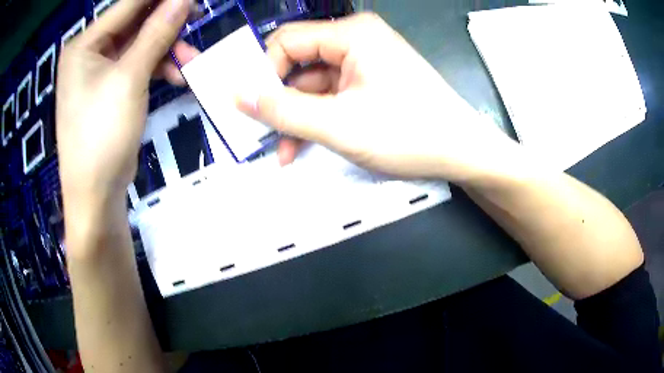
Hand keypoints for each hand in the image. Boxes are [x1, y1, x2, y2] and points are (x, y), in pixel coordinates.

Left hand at [56, 0, 197, 211]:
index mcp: (84, 44)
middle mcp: (90, 53)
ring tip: (191, 60)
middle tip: (198, 19)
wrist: (95, 195)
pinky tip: (177, 77)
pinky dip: (158, 67)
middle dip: (167, 23)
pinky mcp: (110, 88)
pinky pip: (138, 65)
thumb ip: (156, 32)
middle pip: (135, 23)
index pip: (128, 4)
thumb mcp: (129, 78)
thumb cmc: (101, 135)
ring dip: (167, 49)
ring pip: (140, 44)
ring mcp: (99, 71)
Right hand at [238, 13, 514, 181]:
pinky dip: (317, 118)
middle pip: (299, 62)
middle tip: (262, 132)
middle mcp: (357, 40)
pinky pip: (332, 95)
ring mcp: (365, 63)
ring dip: (296, 116)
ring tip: (284, 151)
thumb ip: (283, 110)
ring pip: (313, 84)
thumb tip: (237, 95)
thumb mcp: (338, 124)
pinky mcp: (371, 83)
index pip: (287, 41)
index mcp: (351, 34)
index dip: (263, 73)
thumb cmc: (409, 134)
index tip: (251, 108)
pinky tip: (304, 145)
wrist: (463, 153)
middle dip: (279, 99)